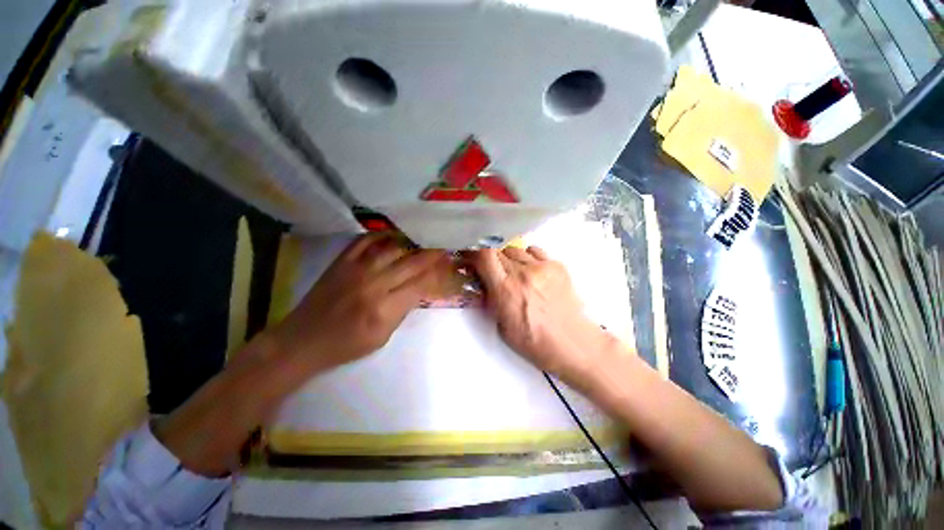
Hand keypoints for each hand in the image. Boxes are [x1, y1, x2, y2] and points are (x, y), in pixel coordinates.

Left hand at [271, 234, 449, 372]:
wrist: (303, 341)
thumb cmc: (346, 345)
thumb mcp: (382, 337)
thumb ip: (403, 310)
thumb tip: (419, 288)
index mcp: (384, 309)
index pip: (420, 285)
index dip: (437, 274)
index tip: (448, 265)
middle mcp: (373, 285)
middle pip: (411, 263)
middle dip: (432, 254)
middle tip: (444, 245)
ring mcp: (355, 270)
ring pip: (392, 248)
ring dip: (412, 242)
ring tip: (425, 237)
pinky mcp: (341, 262)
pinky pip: (365, 241)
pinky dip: (382, 235)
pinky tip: (394, 234)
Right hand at [467, 247, 615, 383]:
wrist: (572, 343)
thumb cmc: (533, 341)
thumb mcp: (501, 325)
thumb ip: (491, 298)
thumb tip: (484, 281)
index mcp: (506, 290)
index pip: (484, 256)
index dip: (474, 252)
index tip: (470, 256)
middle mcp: (522, 273)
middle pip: (498, 250)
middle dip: (491, 259)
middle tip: (493, 270)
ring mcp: (542, 267)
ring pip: (515, 249)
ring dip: (508, 258)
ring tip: (514, 272)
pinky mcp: (557, 265)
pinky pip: (534, 251)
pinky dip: (527, 257)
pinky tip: (531, 271)